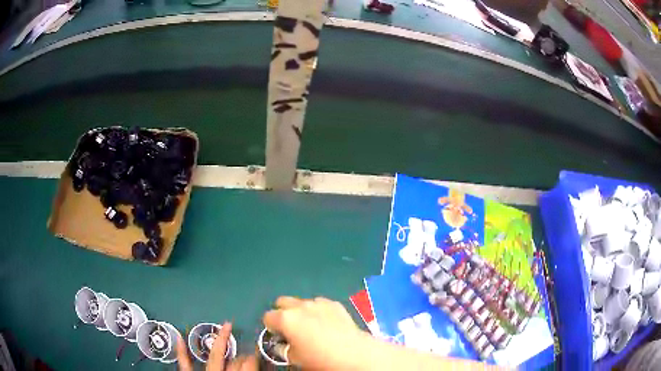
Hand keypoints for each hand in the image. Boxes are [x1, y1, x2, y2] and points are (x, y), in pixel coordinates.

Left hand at [177, 322, 257, 370]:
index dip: (255, 356)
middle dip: (243, 352)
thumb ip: (250, 370)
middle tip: (249, 347)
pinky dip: (182, 351)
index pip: (248, 363)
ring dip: (220, 343)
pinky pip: (184, 363)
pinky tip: (179, 337)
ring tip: (226, 329)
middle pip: (234, 360)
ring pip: (214, 356)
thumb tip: (256, 361)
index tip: (260, 350)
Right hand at [263, 296, 367, 369]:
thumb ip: (283, 349)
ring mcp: (318, 302)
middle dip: (282, 313)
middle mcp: (300, 306)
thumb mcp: (294, 359)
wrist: (354, 354)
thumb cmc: (319, 359)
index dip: (271, 327)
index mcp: (285, 319)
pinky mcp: (335, 304)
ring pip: (301, 302)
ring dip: (301, 311)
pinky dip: (318, 311)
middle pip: (282, 302)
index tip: (279, 337)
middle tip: (291, 329)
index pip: (267, 317)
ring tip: (311, 327)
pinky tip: (327, 324)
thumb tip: (283, 345)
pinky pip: (320, 304)